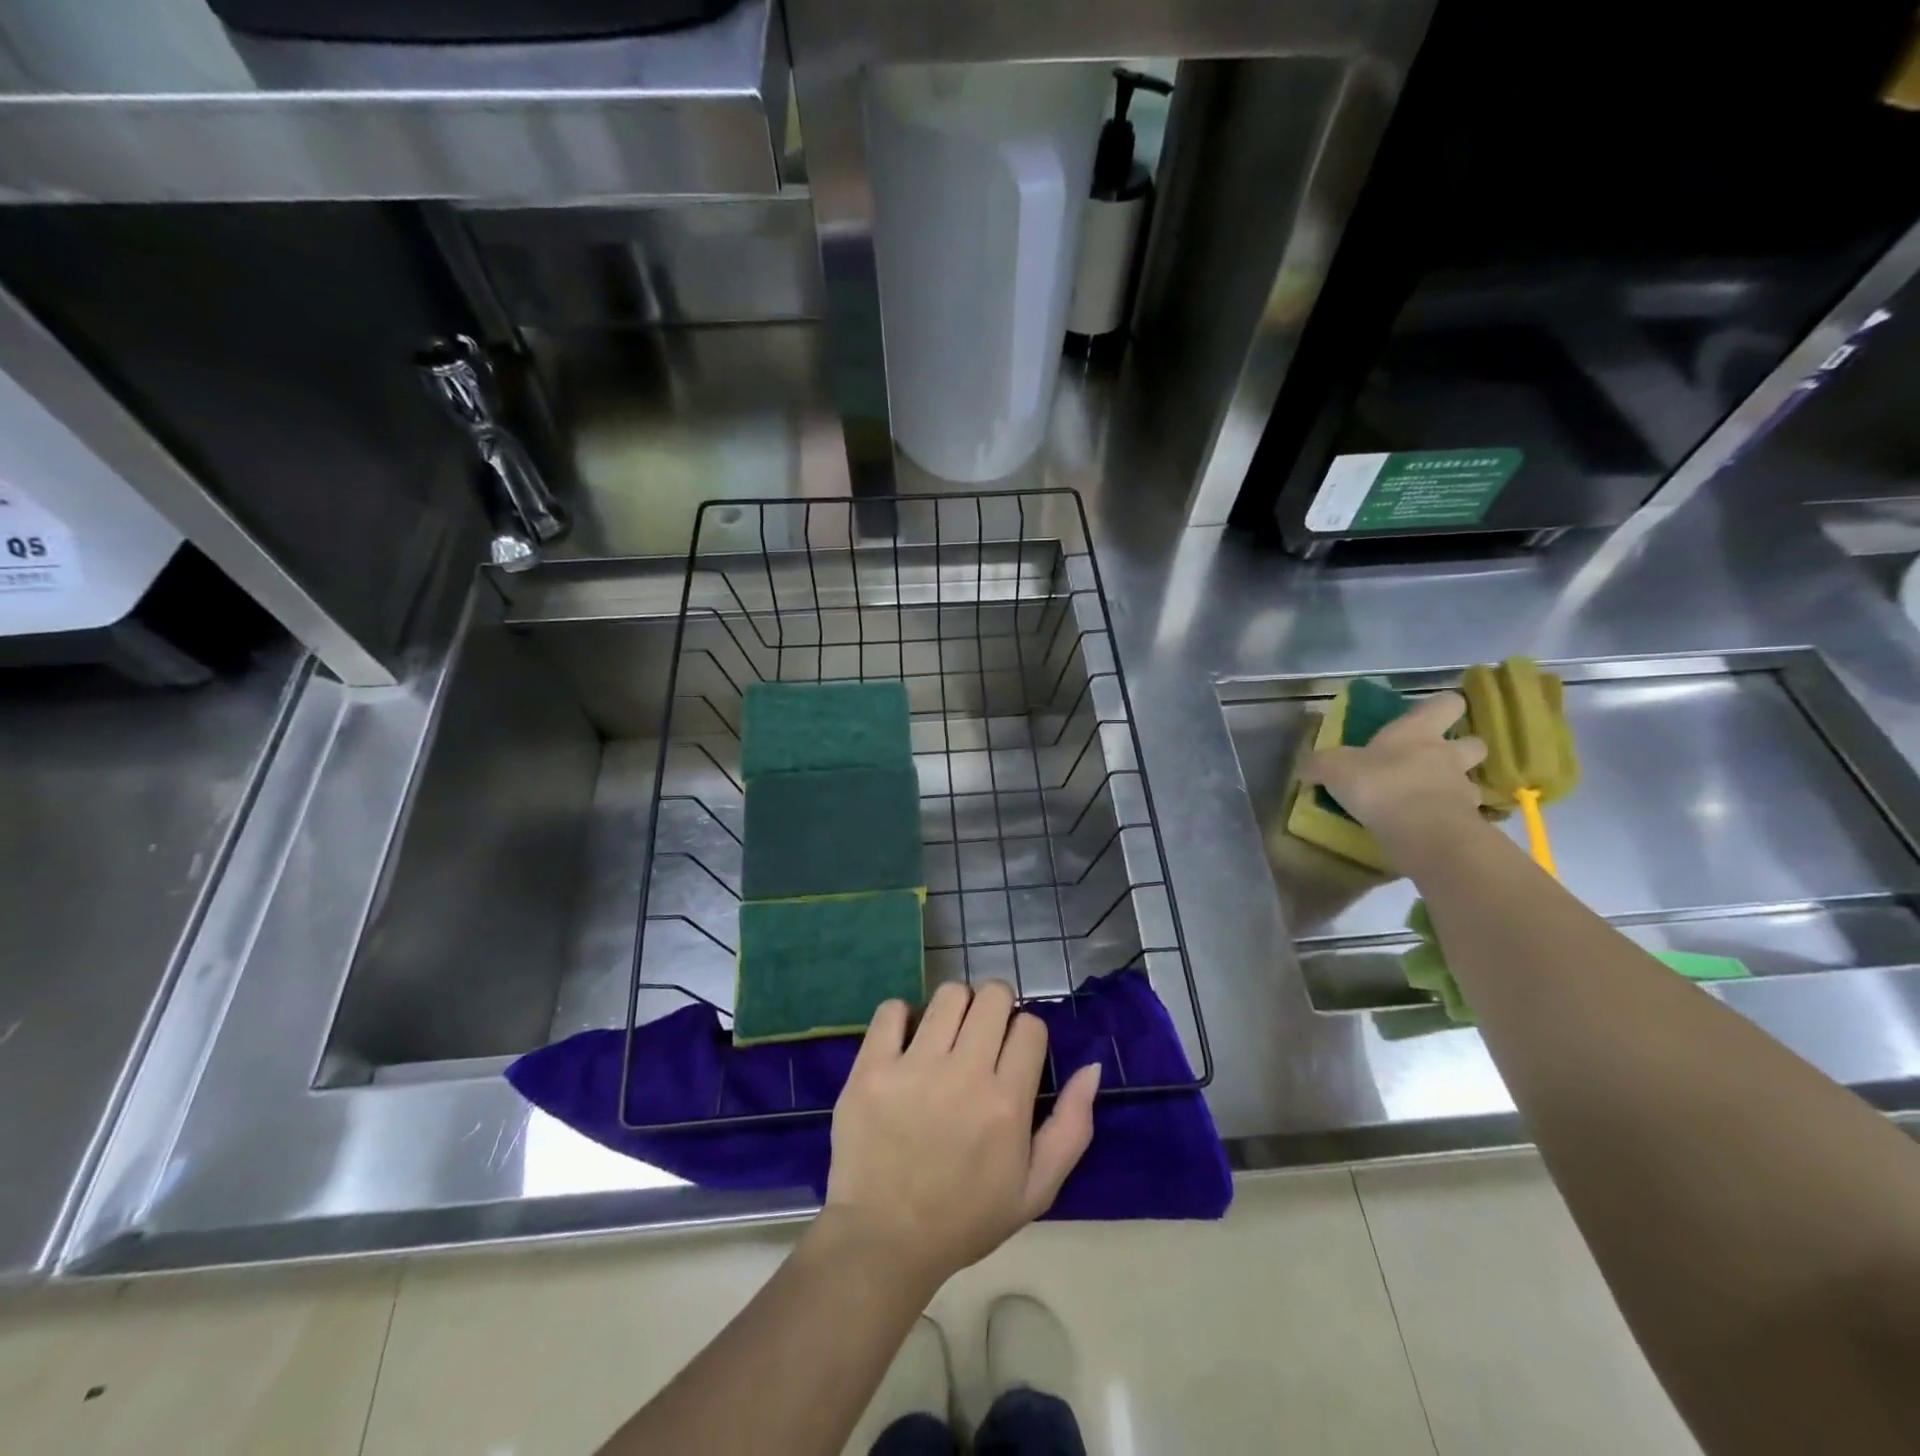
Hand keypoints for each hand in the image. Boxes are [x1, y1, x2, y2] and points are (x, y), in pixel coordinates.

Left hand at [821, 981, 1100, 1289]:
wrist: (884, 1241)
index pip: (1030, 1026)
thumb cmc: (965, 1219)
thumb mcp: (1036, 1190)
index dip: (1026, 1034)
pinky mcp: (872, 1068)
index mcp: (1006, 1104)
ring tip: (946, 1036)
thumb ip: (1071, 1127)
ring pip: (948, 995)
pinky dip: (902, 1016)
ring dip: (954, 1007)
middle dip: (995, 1007)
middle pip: (992, 996)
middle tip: (982, 1034)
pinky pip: (892, 1009)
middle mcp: (964, 1075)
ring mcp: (913, 1068)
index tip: (1013, 1053)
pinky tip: (906, 1041)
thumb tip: (1092, 1067)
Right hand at [1301, 690, 1487, 860]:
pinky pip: (1462, 816)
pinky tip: (1426, 828)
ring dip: (1454, 788)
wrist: (1423, 833)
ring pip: (1470, 782)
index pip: (1446, 703)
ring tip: (1428, 801)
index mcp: (1418, 732)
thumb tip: (1305, 767)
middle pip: (1474, 743)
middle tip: (1433, 762)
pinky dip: (1448, 820)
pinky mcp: (1468, 823)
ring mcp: (1463, 790)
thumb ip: (1318, 764)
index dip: (1441, 706)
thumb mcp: (1334, 769)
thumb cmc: (1380, 785)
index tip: (1428, 715)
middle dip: (1460, 749)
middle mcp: (1448, 755)